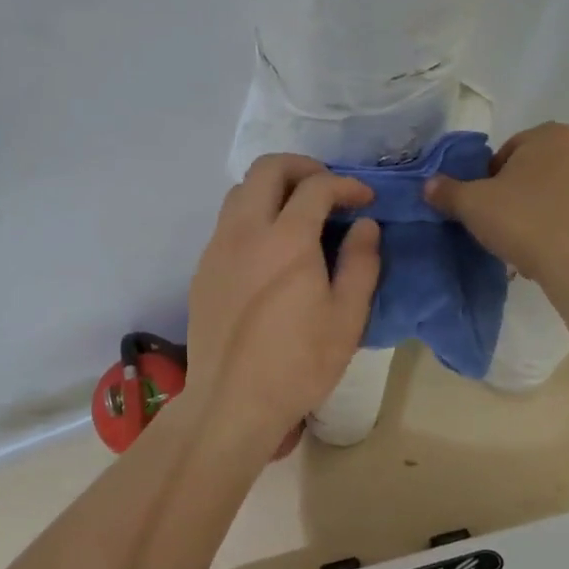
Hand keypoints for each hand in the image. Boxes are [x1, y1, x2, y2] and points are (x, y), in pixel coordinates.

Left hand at [186, 155, 380, 449]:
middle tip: (327, 190)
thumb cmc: (298, 363)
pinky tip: (269, 247)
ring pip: (240, 190)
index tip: (365, 200)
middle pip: (267, 168)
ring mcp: (217, 247)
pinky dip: (251, 214)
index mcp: (286, 240)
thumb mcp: (347, 318)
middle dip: (302, 167)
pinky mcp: (203, 268)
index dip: (346, 185)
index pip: (316, 186)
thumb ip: (361, 263)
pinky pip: (226, 221)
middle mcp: (245, 231)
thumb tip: (365, 226)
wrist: (231, 401)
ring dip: (272, 188)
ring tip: (298, 213)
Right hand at [424, 122, 568, 286]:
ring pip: (559, 198)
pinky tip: (551, 258)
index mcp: (550, 137)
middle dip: (517, 196)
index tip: (483, 207)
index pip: (507, 152)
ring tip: (525, 247)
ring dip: (541, 216)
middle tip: (501, 227)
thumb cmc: (527, 223)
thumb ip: (447, 191)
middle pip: (535, 173)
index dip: (488, 180)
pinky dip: (565, 234)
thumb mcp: (473, 205)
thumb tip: (429, 184)